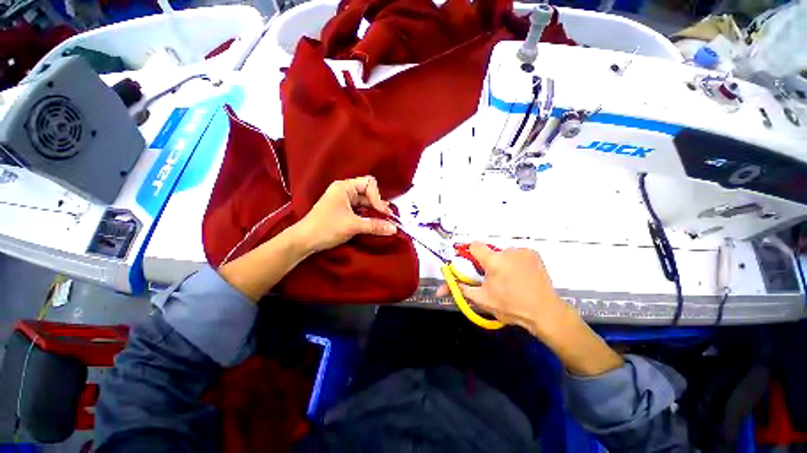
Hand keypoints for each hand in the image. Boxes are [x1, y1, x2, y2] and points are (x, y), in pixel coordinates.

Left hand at [294, 176, 397, 253]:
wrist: (304, 241)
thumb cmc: (326, 228)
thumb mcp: (352, 226)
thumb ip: (374, 225)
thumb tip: (394, 229)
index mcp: (344, 187)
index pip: (369, 184)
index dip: (377, 197)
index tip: (382, 212)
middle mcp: (345, 191)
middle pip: (368, 192)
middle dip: (378, 204)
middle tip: (388, 217)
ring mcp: (344, 201)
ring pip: (365, 202)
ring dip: (375, 211)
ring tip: (385, 220)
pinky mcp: (343, 211)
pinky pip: (360, 210)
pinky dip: (368, 216)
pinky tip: (375, 222)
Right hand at [438, 243, 623, 375]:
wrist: (545, 313)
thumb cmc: (511, 307)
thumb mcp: (481, 300)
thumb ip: (460, 289)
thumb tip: (440, 290)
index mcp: (494, 260)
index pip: (474, 246)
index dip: (470, 254)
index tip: (473, 266)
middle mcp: (508, 251)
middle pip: (489, 251)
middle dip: (487, 263)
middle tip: (493, 280)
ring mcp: (523, 251)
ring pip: (503, 253)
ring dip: (501, 263)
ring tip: (509, 280)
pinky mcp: (534, 254)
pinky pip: (516, 254)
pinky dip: (514, 262)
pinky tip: (520, 276)